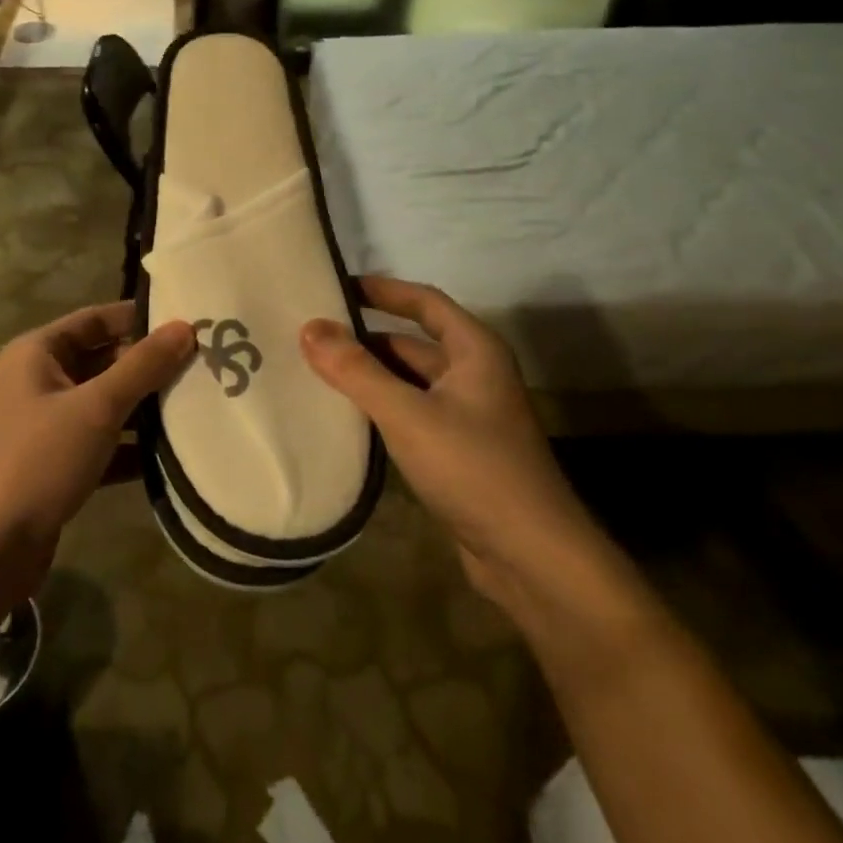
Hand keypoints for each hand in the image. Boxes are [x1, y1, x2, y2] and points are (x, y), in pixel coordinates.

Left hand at [0, 303, 193, 589]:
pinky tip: (174, 455)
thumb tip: (186, 326)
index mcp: (38, 353)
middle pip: (104, 361)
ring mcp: (49, 426)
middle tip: (205, 367)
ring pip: (107, 404)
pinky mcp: (59, 466)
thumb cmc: (37, 460)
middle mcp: (41, 382)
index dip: (140, 318)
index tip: (190, 323)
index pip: (97, 319)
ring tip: (200, 406)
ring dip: (146, 408)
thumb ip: (143, 367)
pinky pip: (104, 444)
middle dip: (149, 366)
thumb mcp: (95, 407)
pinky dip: (133, 447)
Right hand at [300, 277, 600, 609]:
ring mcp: (467, 415)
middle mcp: (474, 375)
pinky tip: (344, 416)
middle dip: (365, 338)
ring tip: (315, 370)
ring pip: (409, 381)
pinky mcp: (458, 451)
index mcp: (474, 350)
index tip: (337, 285)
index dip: (383, 290)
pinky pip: (411, 414)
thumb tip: (310, 327)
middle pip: (412, 343)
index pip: (424, 302)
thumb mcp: (408, 414)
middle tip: (311, 334)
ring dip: (369, 375)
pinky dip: (380, 408)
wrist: (532, 557)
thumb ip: (356, 370)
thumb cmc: (474, 468)